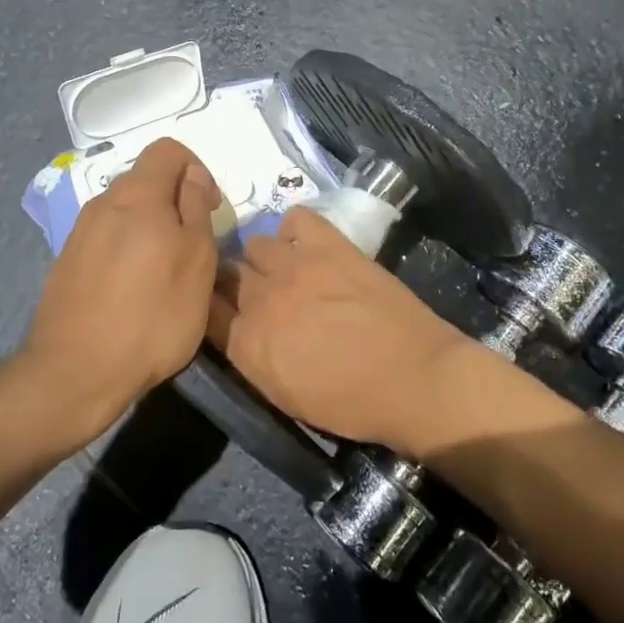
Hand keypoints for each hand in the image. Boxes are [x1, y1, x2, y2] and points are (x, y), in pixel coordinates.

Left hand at [20, 138, 222, 439]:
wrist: (76, 372)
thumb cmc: (152, 315)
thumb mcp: (197, 261)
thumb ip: (196, 209)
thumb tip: (192, 177)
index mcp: (137, 195)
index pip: (168, 150)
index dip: (197, 169)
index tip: (210, 209)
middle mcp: (103, 203)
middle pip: (146, 180)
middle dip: (175, 201)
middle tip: (194, 245)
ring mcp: (79, 233)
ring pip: (126, 212)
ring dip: (151, 228)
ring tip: (166, 273)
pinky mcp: (67, 263)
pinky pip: (106, 240)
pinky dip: (128, 250)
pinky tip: (134, 292)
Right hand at [205, 205, 473, 450]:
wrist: (414, 379)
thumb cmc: (353, 404)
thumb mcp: (286, 397)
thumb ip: (253, 359)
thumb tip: (240, 331)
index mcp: (246, 344)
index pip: (208, 310)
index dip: (217, 307)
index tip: (228, 309)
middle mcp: (260, 299)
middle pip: (228, 274)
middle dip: (238, 283)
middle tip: (262, 293)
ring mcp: (294, 266)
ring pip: (256, 244)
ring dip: (266, 259)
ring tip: (288, 269)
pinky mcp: (328, 244)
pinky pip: (296, 218)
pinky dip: (296, 229)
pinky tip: (309, 245)